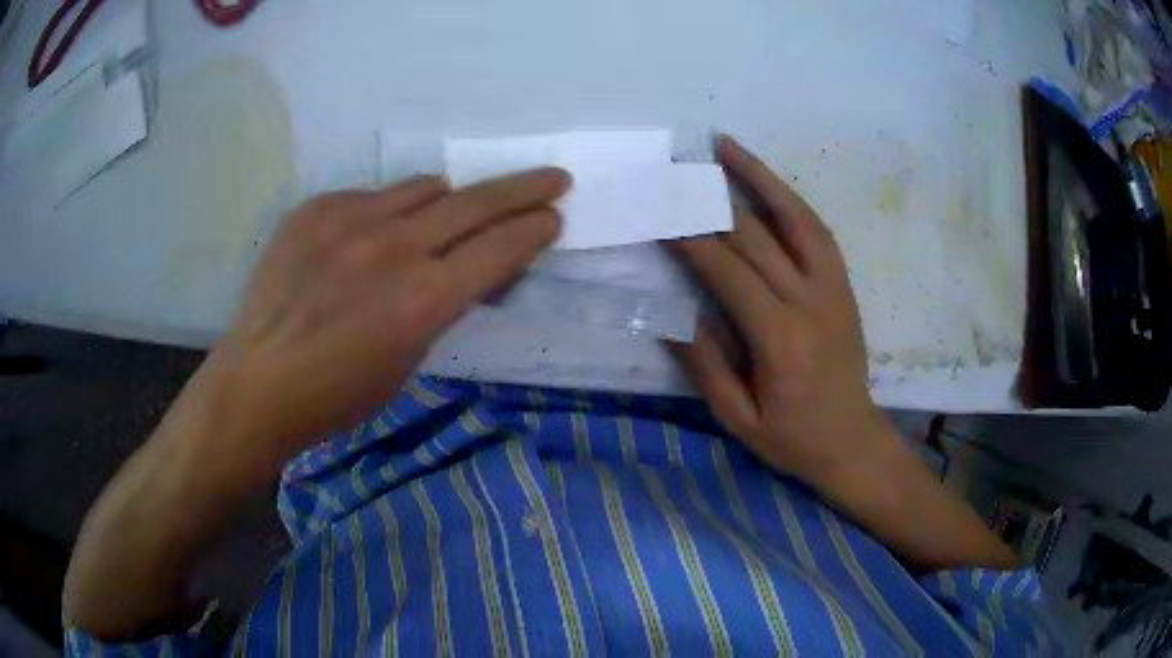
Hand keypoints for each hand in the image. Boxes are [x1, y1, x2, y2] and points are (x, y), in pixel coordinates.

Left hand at [198, 170, 568, 478]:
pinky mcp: (316, 208)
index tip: (553, 215)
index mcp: (423, 300)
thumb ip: (443, 304)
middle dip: (525, 188)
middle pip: (477, 201)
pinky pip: (372, 195)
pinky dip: (387, 212)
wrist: (258, 381)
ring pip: (425, 187)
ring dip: (448, 202)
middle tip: (553, 178)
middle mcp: (393, 247)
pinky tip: (368, 241)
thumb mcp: (408, 361)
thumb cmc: (338, 395)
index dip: (535, 228)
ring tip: (441, 221)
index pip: (500, 246)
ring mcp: (349, 219)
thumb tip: (468, 268)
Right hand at [670, 137, 891, 481]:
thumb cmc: (791, 438)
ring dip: (758, 177)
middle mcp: (809, 302)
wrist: (852, 441)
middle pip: (756, 236)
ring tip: (725, 147)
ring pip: (794, 218)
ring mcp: (833, 288)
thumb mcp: (737, 418)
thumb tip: (673, 314)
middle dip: (709, 199)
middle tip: (675, 170)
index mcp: (779, 339)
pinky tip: (767, 182)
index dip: (690, 238)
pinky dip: (790, 200)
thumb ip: (705, 365)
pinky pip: (817, 231)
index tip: (659, 211)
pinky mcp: (843, 285)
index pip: (727, 271)